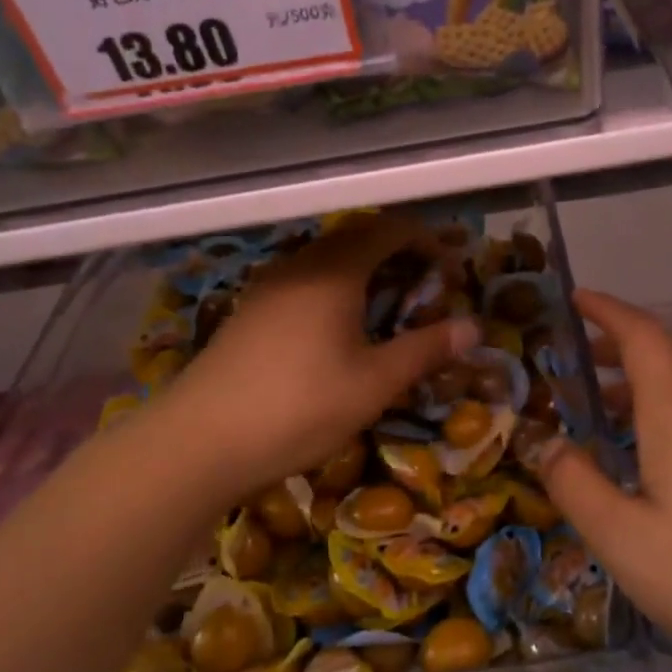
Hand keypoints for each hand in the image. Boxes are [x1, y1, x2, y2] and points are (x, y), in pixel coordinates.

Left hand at [139, 214, 479, 511]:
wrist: (198, 441)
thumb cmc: (298, 407)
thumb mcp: (374, 383)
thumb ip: (425, 349)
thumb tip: (474, 327)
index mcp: (334, 271)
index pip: (388, 229)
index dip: (426, 240)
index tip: (452, 267)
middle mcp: (300, 265)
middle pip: (356, 237)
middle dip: (397, 253)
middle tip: (426, 286)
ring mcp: (269, 286)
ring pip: (327, 259)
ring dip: (364, 270)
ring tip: (387, 307)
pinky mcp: (250, 311)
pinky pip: (304, 280)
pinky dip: (335, 288)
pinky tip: (338, 329)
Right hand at [538, 291, 671, 671]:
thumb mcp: (622, 539)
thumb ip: (574, 484)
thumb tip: (547, 442)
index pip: (640, 335)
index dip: (607, 309)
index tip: (575, 297)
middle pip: (669, 347)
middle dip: (623, 336)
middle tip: (582, 352)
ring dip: (646, 373)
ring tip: (606, 403)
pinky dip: (670, 403)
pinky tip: (656, 451)